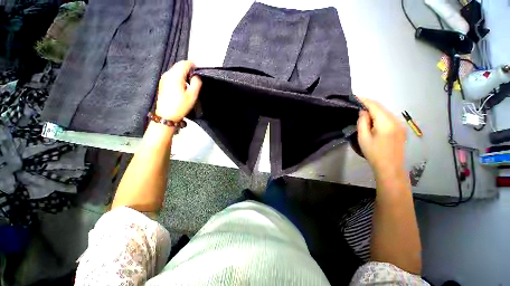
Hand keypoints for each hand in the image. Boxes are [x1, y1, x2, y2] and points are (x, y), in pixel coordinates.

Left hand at [155, 60, 201, 121]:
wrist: (166, 115)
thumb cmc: (180, 106)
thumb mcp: (192, 95)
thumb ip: (196, 83)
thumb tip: (196, 76)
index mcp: (175, 76)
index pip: (184, 64)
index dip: (192, 63)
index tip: (198, 65)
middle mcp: (168, 75)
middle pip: (178, 65)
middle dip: (187, 66)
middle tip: (196, 70)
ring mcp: (164, 79)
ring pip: (175, 70)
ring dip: (183, 70)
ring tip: (191, 76)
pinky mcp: (163, 83)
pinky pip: (172, 74)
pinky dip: (178, 75)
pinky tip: (183, 81)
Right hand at [356, 97, 406, 177]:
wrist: (390, 167)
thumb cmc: (374, 153)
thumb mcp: (363, 138)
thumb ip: (363, 122)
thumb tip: (363, 112)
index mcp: (386, 122)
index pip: (374, 106)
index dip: (364, 100)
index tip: (355, 96)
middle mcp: (395, 120)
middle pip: (381, 107)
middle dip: (369, 104)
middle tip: (357, 103)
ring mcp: (400, 124)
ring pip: (385, 112)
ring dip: (374, 110)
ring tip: (363, 111)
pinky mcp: (401, 129)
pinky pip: (389, 117)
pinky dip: (380, 115)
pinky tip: (373, 119)